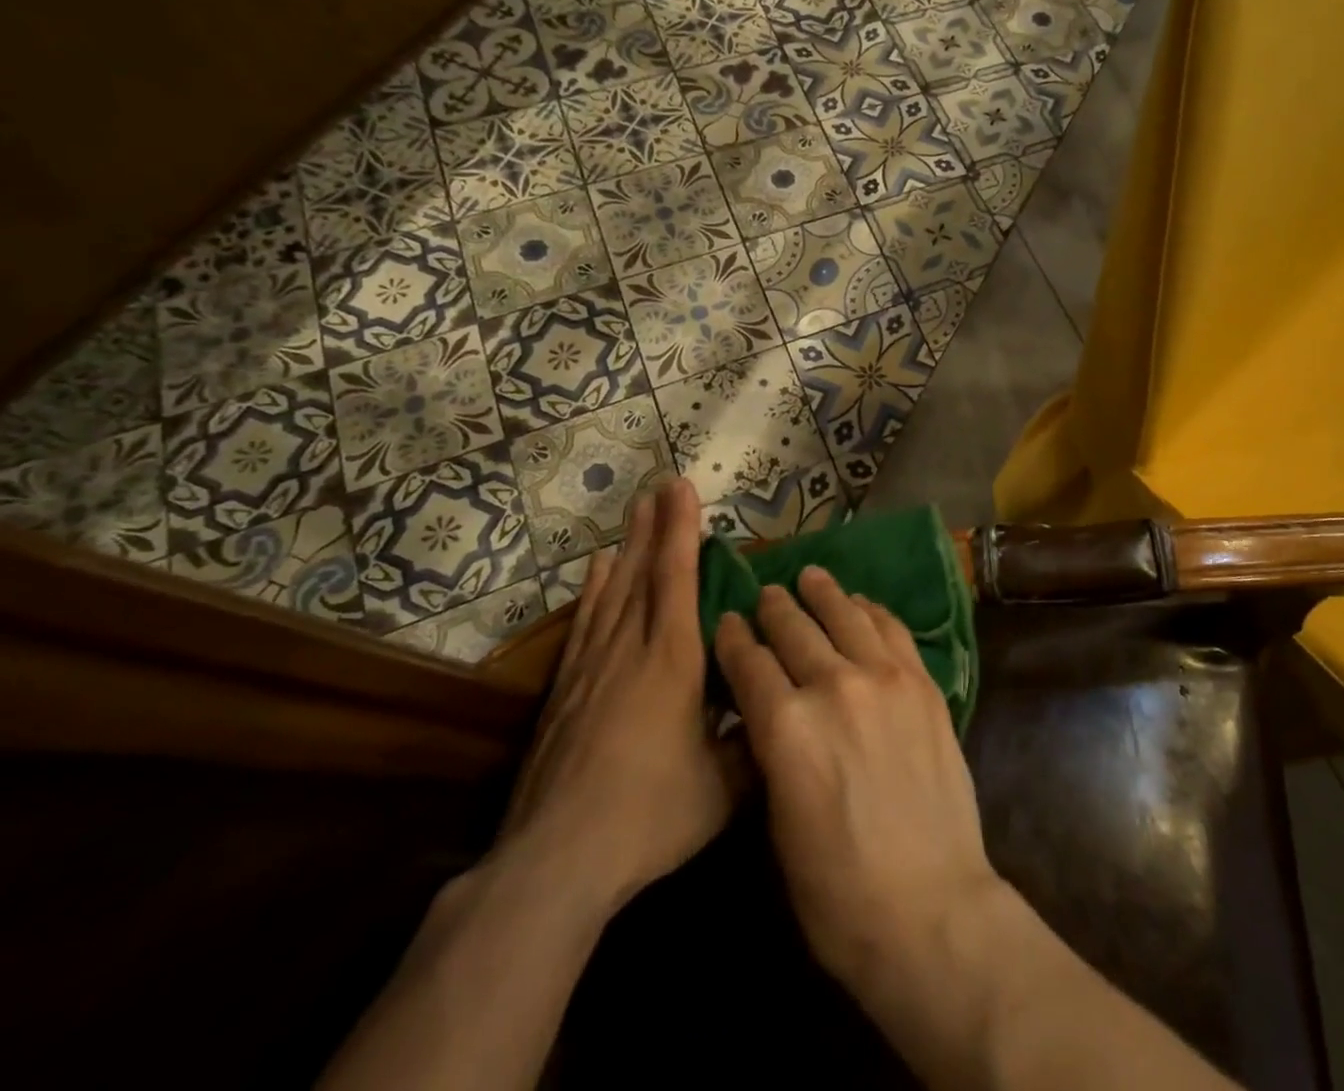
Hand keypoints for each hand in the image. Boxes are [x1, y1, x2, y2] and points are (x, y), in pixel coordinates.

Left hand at [495, 477, 745, 922]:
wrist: (555, 862)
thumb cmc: (651, 815)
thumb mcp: (725, 785)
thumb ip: (757, 740)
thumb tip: (785, 712)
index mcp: (672, 660)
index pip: (677, 579)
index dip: (681, 531)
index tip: (683, 489)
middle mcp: (630, 650)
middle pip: (643, 573)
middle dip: (655, 525)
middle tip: (660, 485)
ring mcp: (592, 668)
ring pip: (612, 592)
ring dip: (627, 548)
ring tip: (634, 513)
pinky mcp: (565, 692)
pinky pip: (585, 624)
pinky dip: (593, 592)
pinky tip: (598, 573)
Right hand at [712, 566, 1004, 994]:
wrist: (930, 906)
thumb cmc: (837, 891)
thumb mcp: (778, 822)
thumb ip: (772, 752)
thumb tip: (768, 713)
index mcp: (785, 727)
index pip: (749, 663)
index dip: (734, 638)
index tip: (727, 620)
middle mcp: (833, 686)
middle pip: (794, 629)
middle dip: (774, 608)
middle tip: (765, 593)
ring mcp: (885, 679)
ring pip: (846, 616)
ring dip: (823, 593)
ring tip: (810, 575)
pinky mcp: (923, 683)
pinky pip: (892, 630)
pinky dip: (872, 611)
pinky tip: (861, 603)